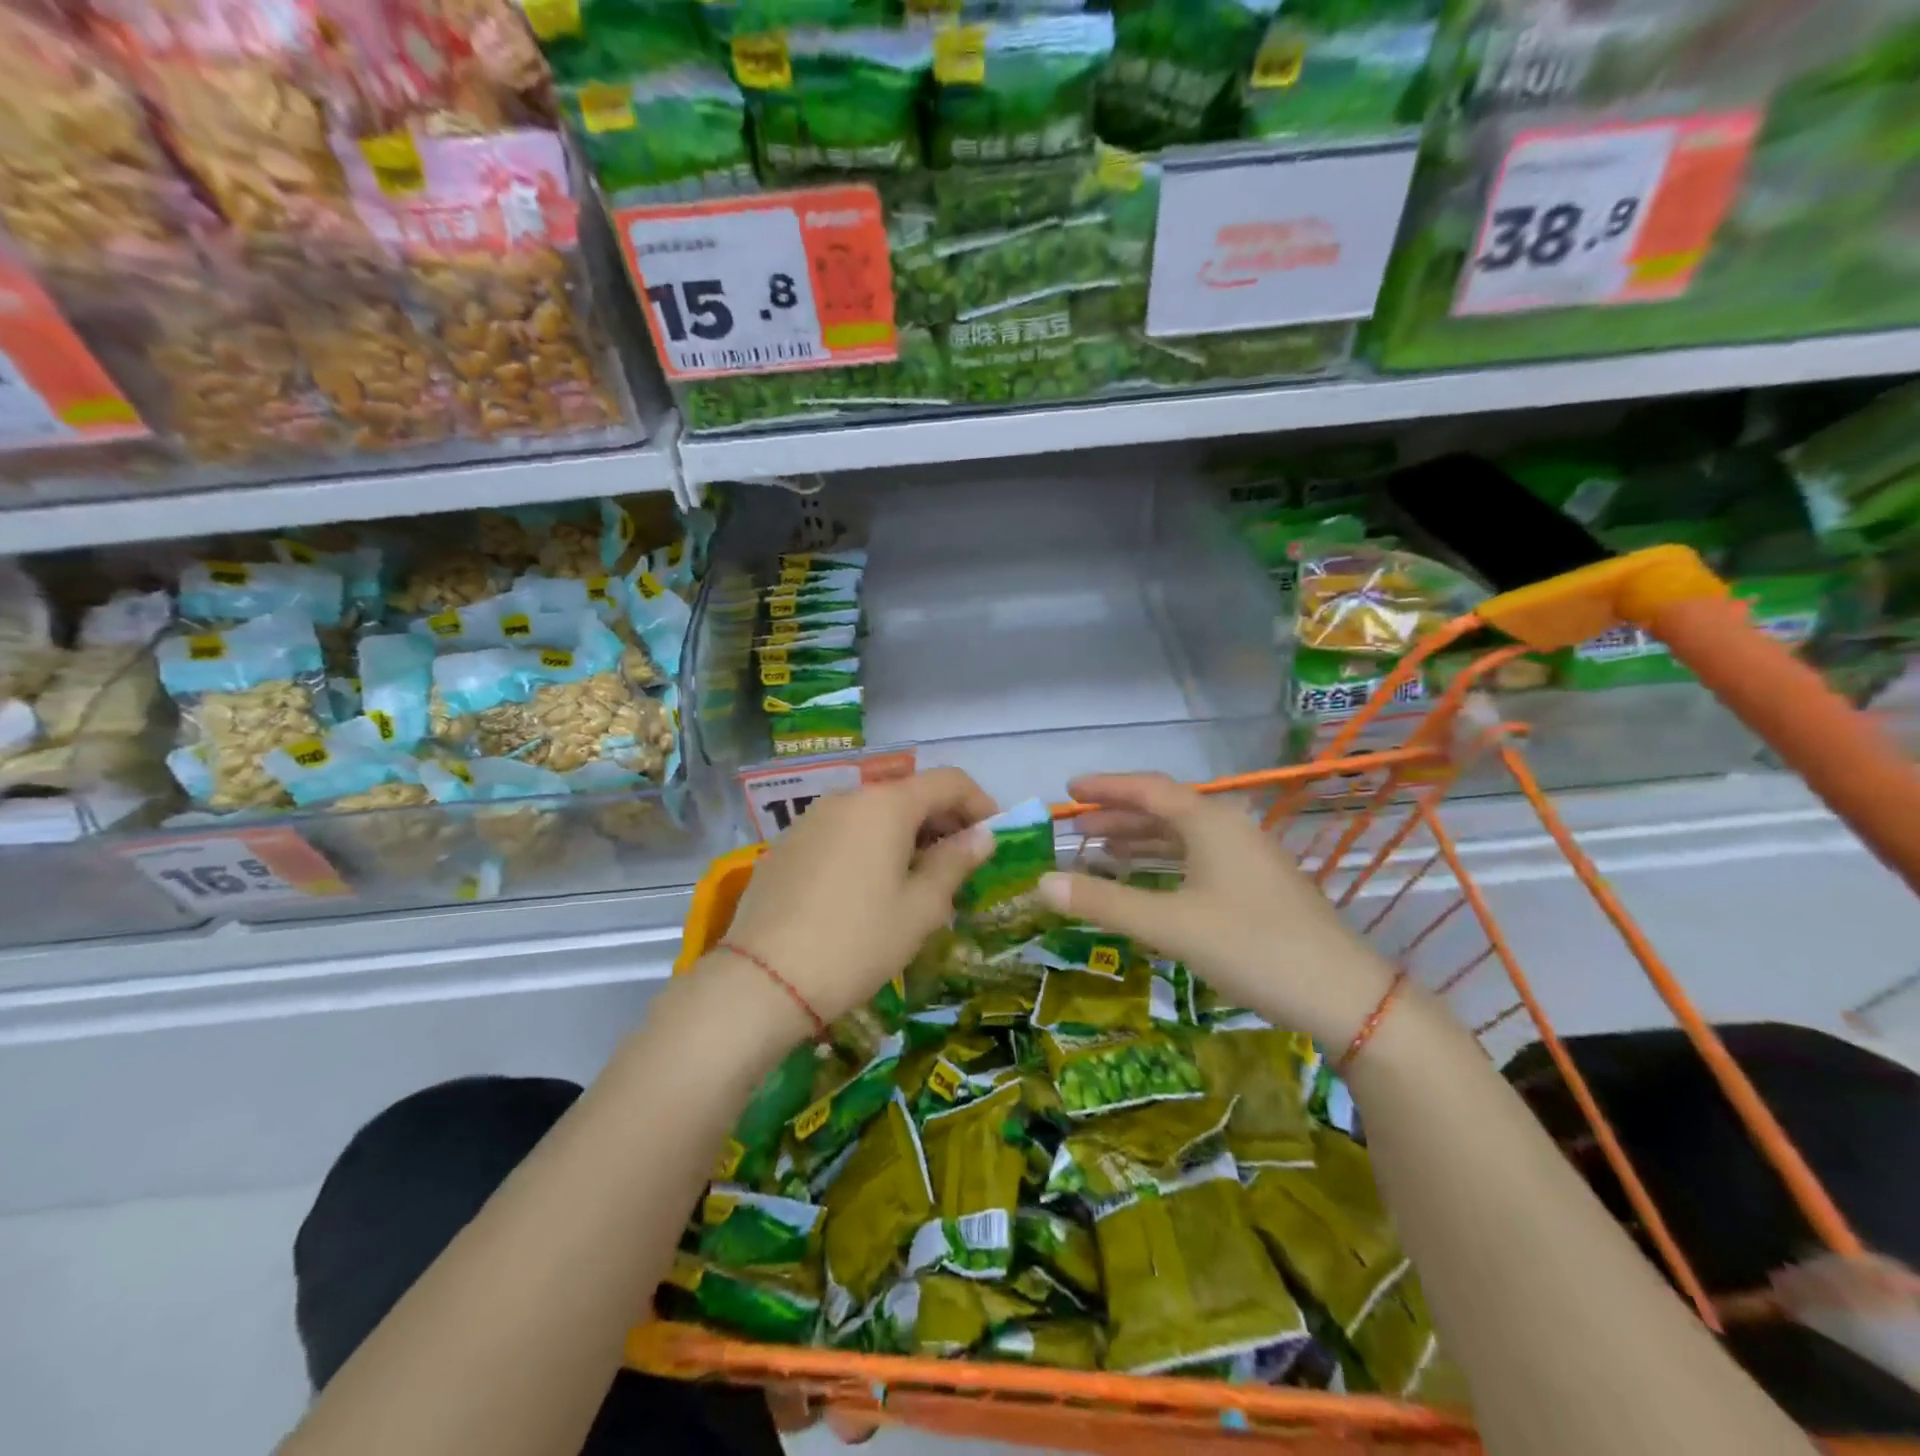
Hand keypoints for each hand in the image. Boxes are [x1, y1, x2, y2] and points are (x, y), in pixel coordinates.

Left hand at [717, 767, 997, 1026]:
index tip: (993, 838)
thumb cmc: (857, 942)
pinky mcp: (787, 844)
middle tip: (961, 865)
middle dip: (943, 821)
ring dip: (906, 835)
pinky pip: (843, 832)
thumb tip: (983, 836)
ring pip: (874, 813)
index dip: (980, 803)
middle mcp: (847, 798)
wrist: (763, 980)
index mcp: (886, 805)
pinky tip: (870, 888)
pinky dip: (870, 846)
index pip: (948, 781)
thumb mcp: (920, 908)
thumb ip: (955, 862)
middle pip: (909, 793)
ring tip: (918, 881)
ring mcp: (811, 819)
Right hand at [1037, 773, 1396, 1045]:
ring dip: (1140, 842)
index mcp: (1210, 822)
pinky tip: (1147, 883)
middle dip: (1117, 817)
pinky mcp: (1257, 886)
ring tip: (1099, 853)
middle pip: (1164, 811)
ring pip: (1182, 838)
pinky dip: (1163, 864)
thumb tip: (1041, 882)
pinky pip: (1197, 860)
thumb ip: (1104, 901)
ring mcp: (1248, 858)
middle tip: (1075, 829)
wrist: (1344, 996)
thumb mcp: (1170, 924)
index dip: (1106, 787)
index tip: (1068, 790)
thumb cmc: (1251, 947)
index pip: (1148, 790)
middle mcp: (1229, 829)